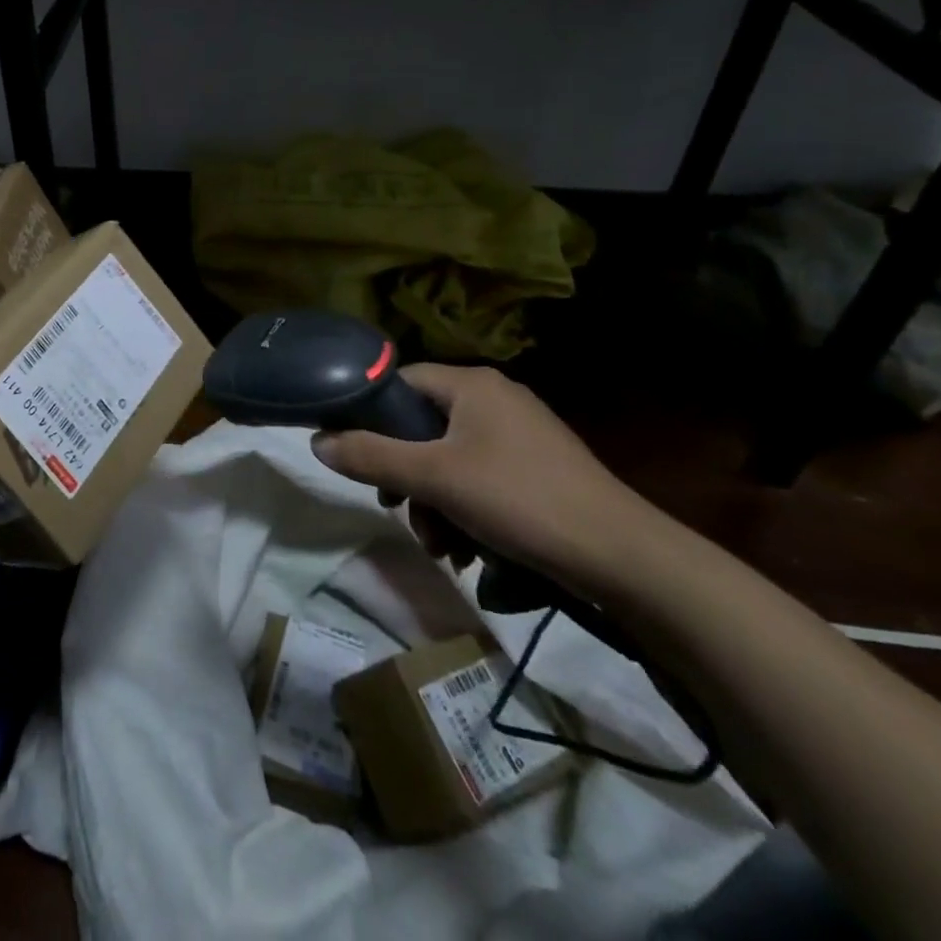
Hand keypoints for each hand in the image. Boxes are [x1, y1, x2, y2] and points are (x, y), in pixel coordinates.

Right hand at [311, 365, 657, 590]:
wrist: (624, 558)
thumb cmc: (519, 500)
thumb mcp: (433, 478)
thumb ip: (370, 456)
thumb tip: (316, 441)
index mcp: (472, 384)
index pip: (400, 382)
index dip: (369, 415)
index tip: (355, 455)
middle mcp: (495, 398)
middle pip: (422, 426)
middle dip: (403, 474)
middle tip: (396, 509)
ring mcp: (520, 433)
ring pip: (449, 458)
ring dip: (432, 501)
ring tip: (439, 545)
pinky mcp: (537, 468)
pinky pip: (479, 476)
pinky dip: (464, 508)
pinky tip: (467, 550)